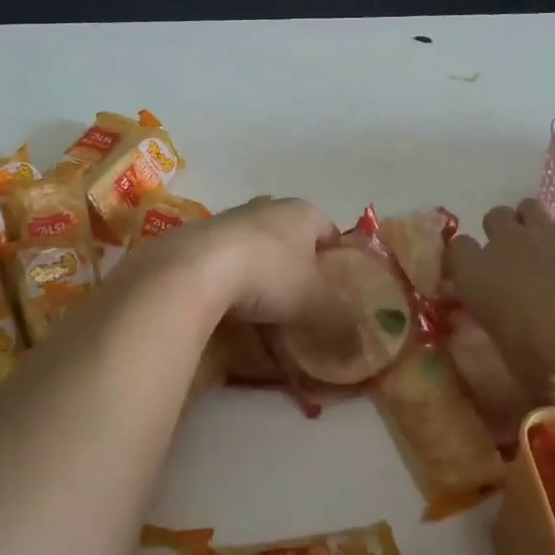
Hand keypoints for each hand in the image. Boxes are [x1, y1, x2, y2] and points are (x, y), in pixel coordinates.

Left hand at [140, 196, 350, 330]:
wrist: (194, 270)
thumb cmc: (269, 275)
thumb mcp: (315, 305)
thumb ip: (340, 324)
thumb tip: (359, 348)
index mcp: (301, 212)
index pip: (329, 229)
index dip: (336, 258)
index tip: (337, 289)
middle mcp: (265, 207)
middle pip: (290, 236)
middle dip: (296, 264)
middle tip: (301, 300)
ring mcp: (227, 219)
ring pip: (254, 246)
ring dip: (260, 271)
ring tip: (263, 309)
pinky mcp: (196, 238)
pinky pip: (223, 260)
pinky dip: (229, 279)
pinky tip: (229, 307)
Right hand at [446, 199, 554, 388]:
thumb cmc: (543, 351)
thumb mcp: (516, 364)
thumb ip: (511, 351)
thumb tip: (523, 372)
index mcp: (475, 275)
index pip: (456, 250)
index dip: (466, 260)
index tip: (476, 276)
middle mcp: (505, 243)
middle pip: (493, 217)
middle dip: (503, 232)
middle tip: (517, 259)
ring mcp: (546, 229)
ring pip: (529, 206)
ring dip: (536, 223)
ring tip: (550, 248)